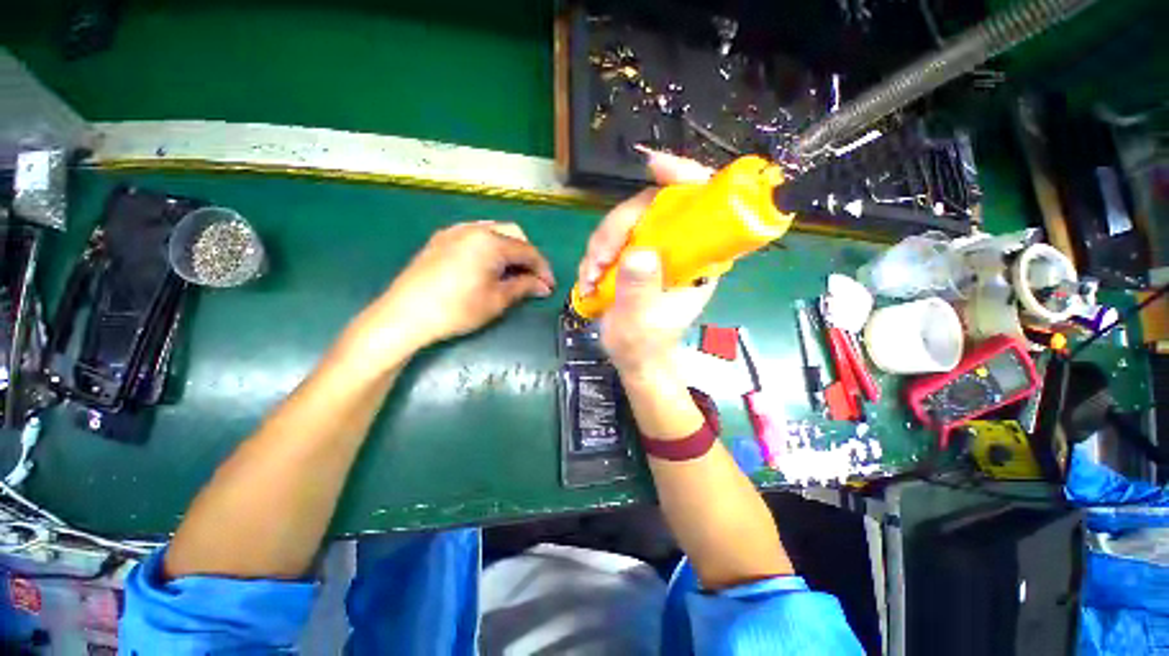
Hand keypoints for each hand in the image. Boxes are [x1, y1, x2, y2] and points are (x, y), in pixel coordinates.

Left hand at [353, 221, 554, 359]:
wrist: (405, 314)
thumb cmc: (457, 309)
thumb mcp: (497, 300)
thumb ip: (524, 287)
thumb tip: (544, 286)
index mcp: (491, 241)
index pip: (528, 251)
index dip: (543, 269)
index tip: (550, 287)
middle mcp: (474, 228)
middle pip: (513, 234)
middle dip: (528, 256)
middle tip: (532, 279)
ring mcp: (455, 231)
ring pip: (494, 231)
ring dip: (510, 250)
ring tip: (513, 273)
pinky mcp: (441, 239)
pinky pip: (475, 235)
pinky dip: (490, 247)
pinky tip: (488, 266)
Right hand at [581, 150, 716, 379]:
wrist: (634, 358)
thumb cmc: (645, 346)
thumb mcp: (641, 324)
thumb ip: (640, 292)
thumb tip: (638, 253)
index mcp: (697, 262)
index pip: (701, 207)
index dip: (683, 178)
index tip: (654, 166)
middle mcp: (678, 249)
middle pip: (651, 209)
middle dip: (617, 228)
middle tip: (598, 260)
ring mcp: (654, 251)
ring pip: (626, 222)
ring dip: (601, 245)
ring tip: (589, 278)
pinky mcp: (634, 257)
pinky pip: (612, 239)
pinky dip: (595, 255)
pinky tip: (587, 279)